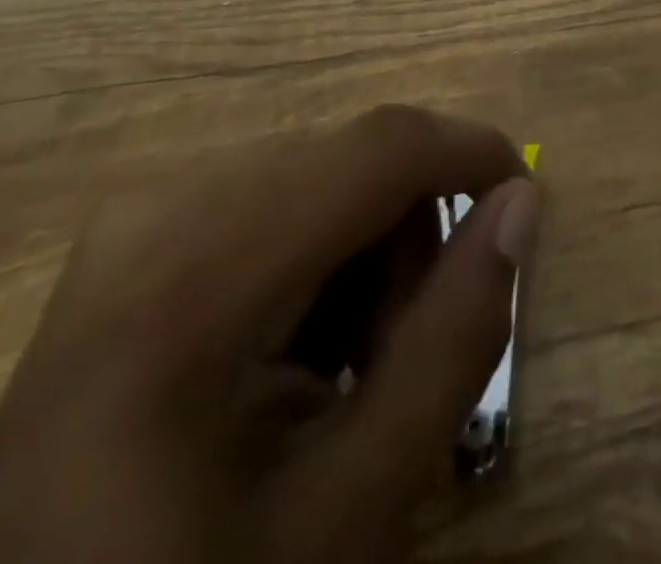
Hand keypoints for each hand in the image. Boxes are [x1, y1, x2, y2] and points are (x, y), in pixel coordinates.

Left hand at [0, 106, 536, 563]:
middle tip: (398, 355)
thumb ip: (453, 341)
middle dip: (410, 235)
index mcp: (188, 285)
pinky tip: (291, 347)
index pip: (379, 148)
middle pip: (352, 159)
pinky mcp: (133, 237)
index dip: (473, 152)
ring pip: (322, 172)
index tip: (526, 202)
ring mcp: (135, 220)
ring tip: (343, 365)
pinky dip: (318, 255)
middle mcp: (157, 213)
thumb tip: (522, 201)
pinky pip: (276, 196)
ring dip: (368, 249)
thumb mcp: (350, 512)